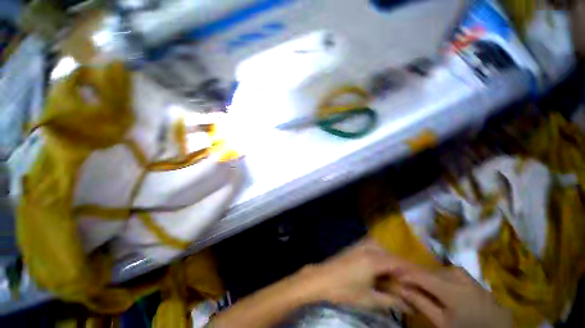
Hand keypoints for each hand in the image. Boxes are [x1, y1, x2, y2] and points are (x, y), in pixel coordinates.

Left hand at [290, 239, 413, 310]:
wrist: (322, 278)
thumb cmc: (345, 290)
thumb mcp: (369, 299)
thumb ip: (391, 301)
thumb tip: (409, 305)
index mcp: (374, 259)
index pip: (399, 263)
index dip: (412, 271)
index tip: (422, 280)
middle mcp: (368, 248)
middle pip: (391, 255)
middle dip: (402, 267)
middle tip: (409, 281)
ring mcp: (360, 245)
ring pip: (382, 250)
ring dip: (391, 261)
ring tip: (396, 276)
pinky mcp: (354, 246)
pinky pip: (373, 247)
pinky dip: (381, 256)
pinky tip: (381, 267)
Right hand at [397, 267, 512, 327]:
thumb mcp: (442, 323)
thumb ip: (422, 303)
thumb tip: (401, 288)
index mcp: (453, 290)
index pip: (422, 275)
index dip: (406, 273)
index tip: (393, 273)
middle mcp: (462, 279)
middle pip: (433, 270)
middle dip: (419, 275)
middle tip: (409, 282)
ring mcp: (472, 279)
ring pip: (445, 270)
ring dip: (433, 275)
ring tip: (427, 285)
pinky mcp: (478, 283)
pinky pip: (456, 274)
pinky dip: (445, 278)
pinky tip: (444, 287)